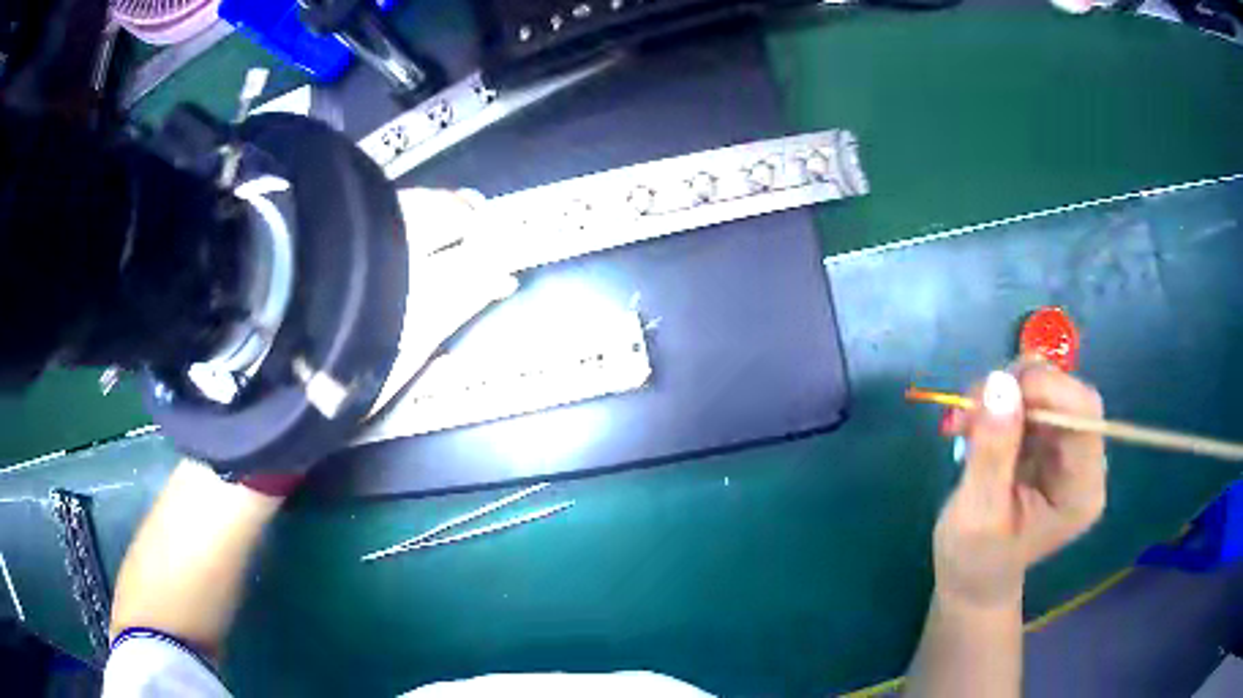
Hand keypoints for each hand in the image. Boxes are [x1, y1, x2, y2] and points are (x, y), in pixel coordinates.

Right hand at [934, 365, 1105, 609]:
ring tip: (967, 415)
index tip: (993, 394)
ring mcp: (1069, 449)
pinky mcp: (1050, 441)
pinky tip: (976, 419)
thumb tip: (999, 383)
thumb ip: (992, 452)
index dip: (1046, 390)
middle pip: (1068, 394)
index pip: (1083, 414)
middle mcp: (1086, 462)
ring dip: (1005, 390)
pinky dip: (1001, 399)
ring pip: (1048, 388)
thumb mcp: (976, 514)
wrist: (973, 580)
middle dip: (1020, 387)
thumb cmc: (974, 560)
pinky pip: (1032, 398)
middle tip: (971, 401)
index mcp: (1082, 490)